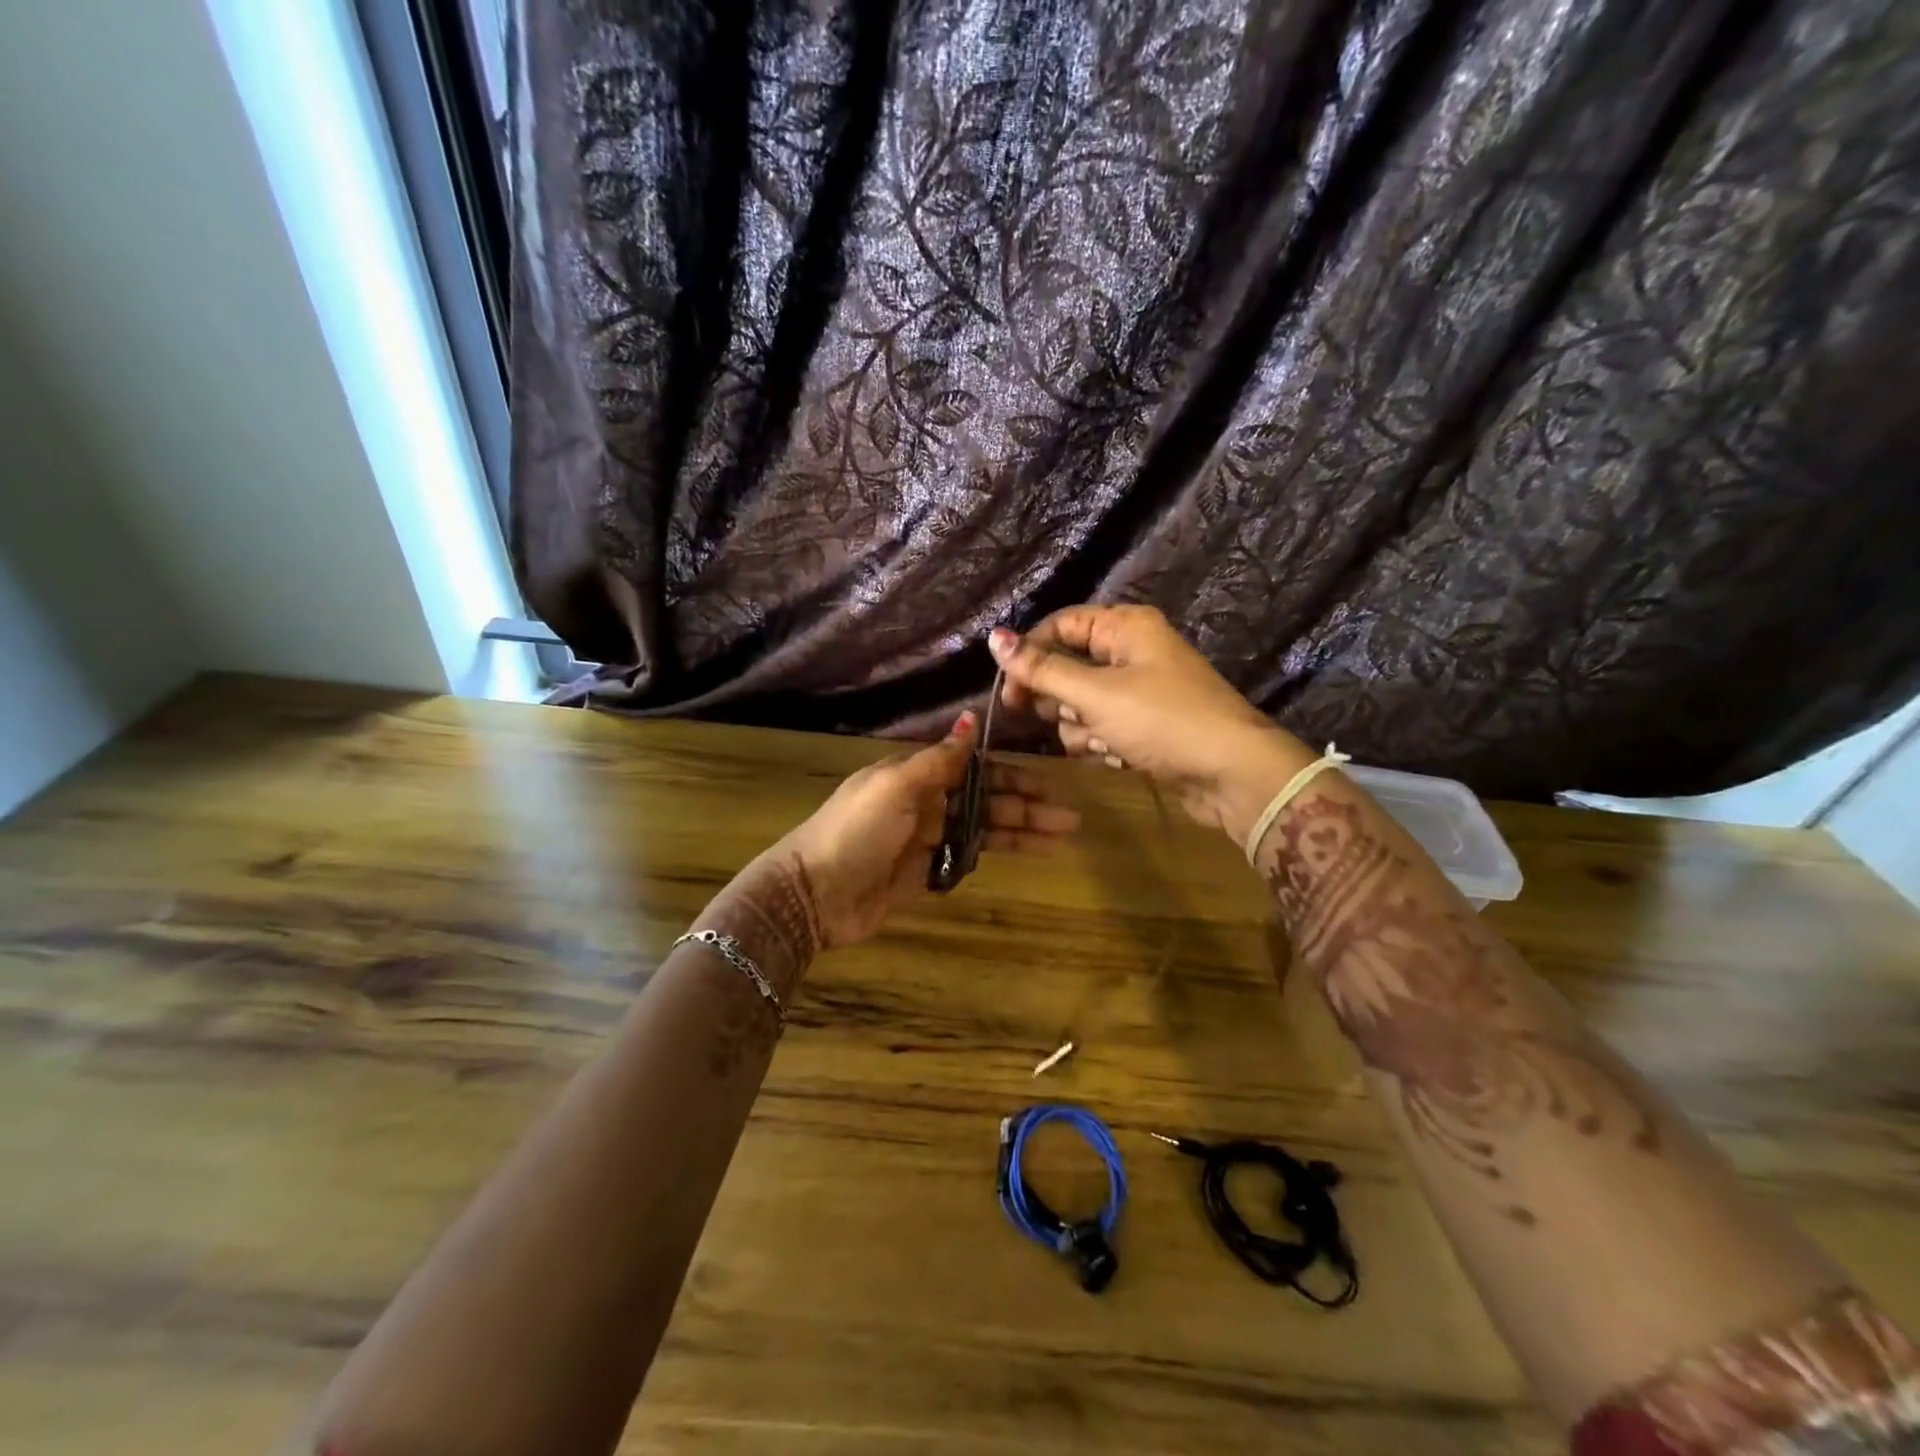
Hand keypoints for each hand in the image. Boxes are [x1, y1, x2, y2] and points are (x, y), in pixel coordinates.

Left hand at [770, 710, 1079, 950]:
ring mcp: (928, 838)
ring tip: (1062, 838)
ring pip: (984, 830)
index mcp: (917, 775)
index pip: (975, 768)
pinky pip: (968, 857)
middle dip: (1027, 806)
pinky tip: (1027, 854)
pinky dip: (996, 854)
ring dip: (1022, 831)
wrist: (815, 892)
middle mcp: (927, 802)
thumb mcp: (896, 786)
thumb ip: (939, 759)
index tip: (1049, 780)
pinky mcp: (926, 872)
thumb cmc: (855, 830)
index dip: (1012, 774)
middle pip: (986, 800)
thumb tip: (971, 718)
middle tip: (1070, 817)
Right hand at [988, 606, 1316, 841]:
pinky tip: (1119, 757)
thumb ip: (1042, 669)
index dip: (1030, 656)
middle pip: (1067, 667)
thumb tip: (994, 637)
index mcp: (1125, 627)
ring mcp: (1139, 690)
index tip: (1010, 694)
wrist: (1232, 774)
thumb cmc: (1163, 721)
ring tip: (1106, 742)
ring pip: (1080, 704)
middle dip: (1062, 700)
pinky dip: (1102, 743)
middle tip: (1071, 718)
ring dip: (1082, 728)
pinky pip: (1102, 727)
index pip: (1059, 627)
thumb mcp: (1096, 694)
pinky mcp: (1143, 725)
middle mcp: (1131, 652)